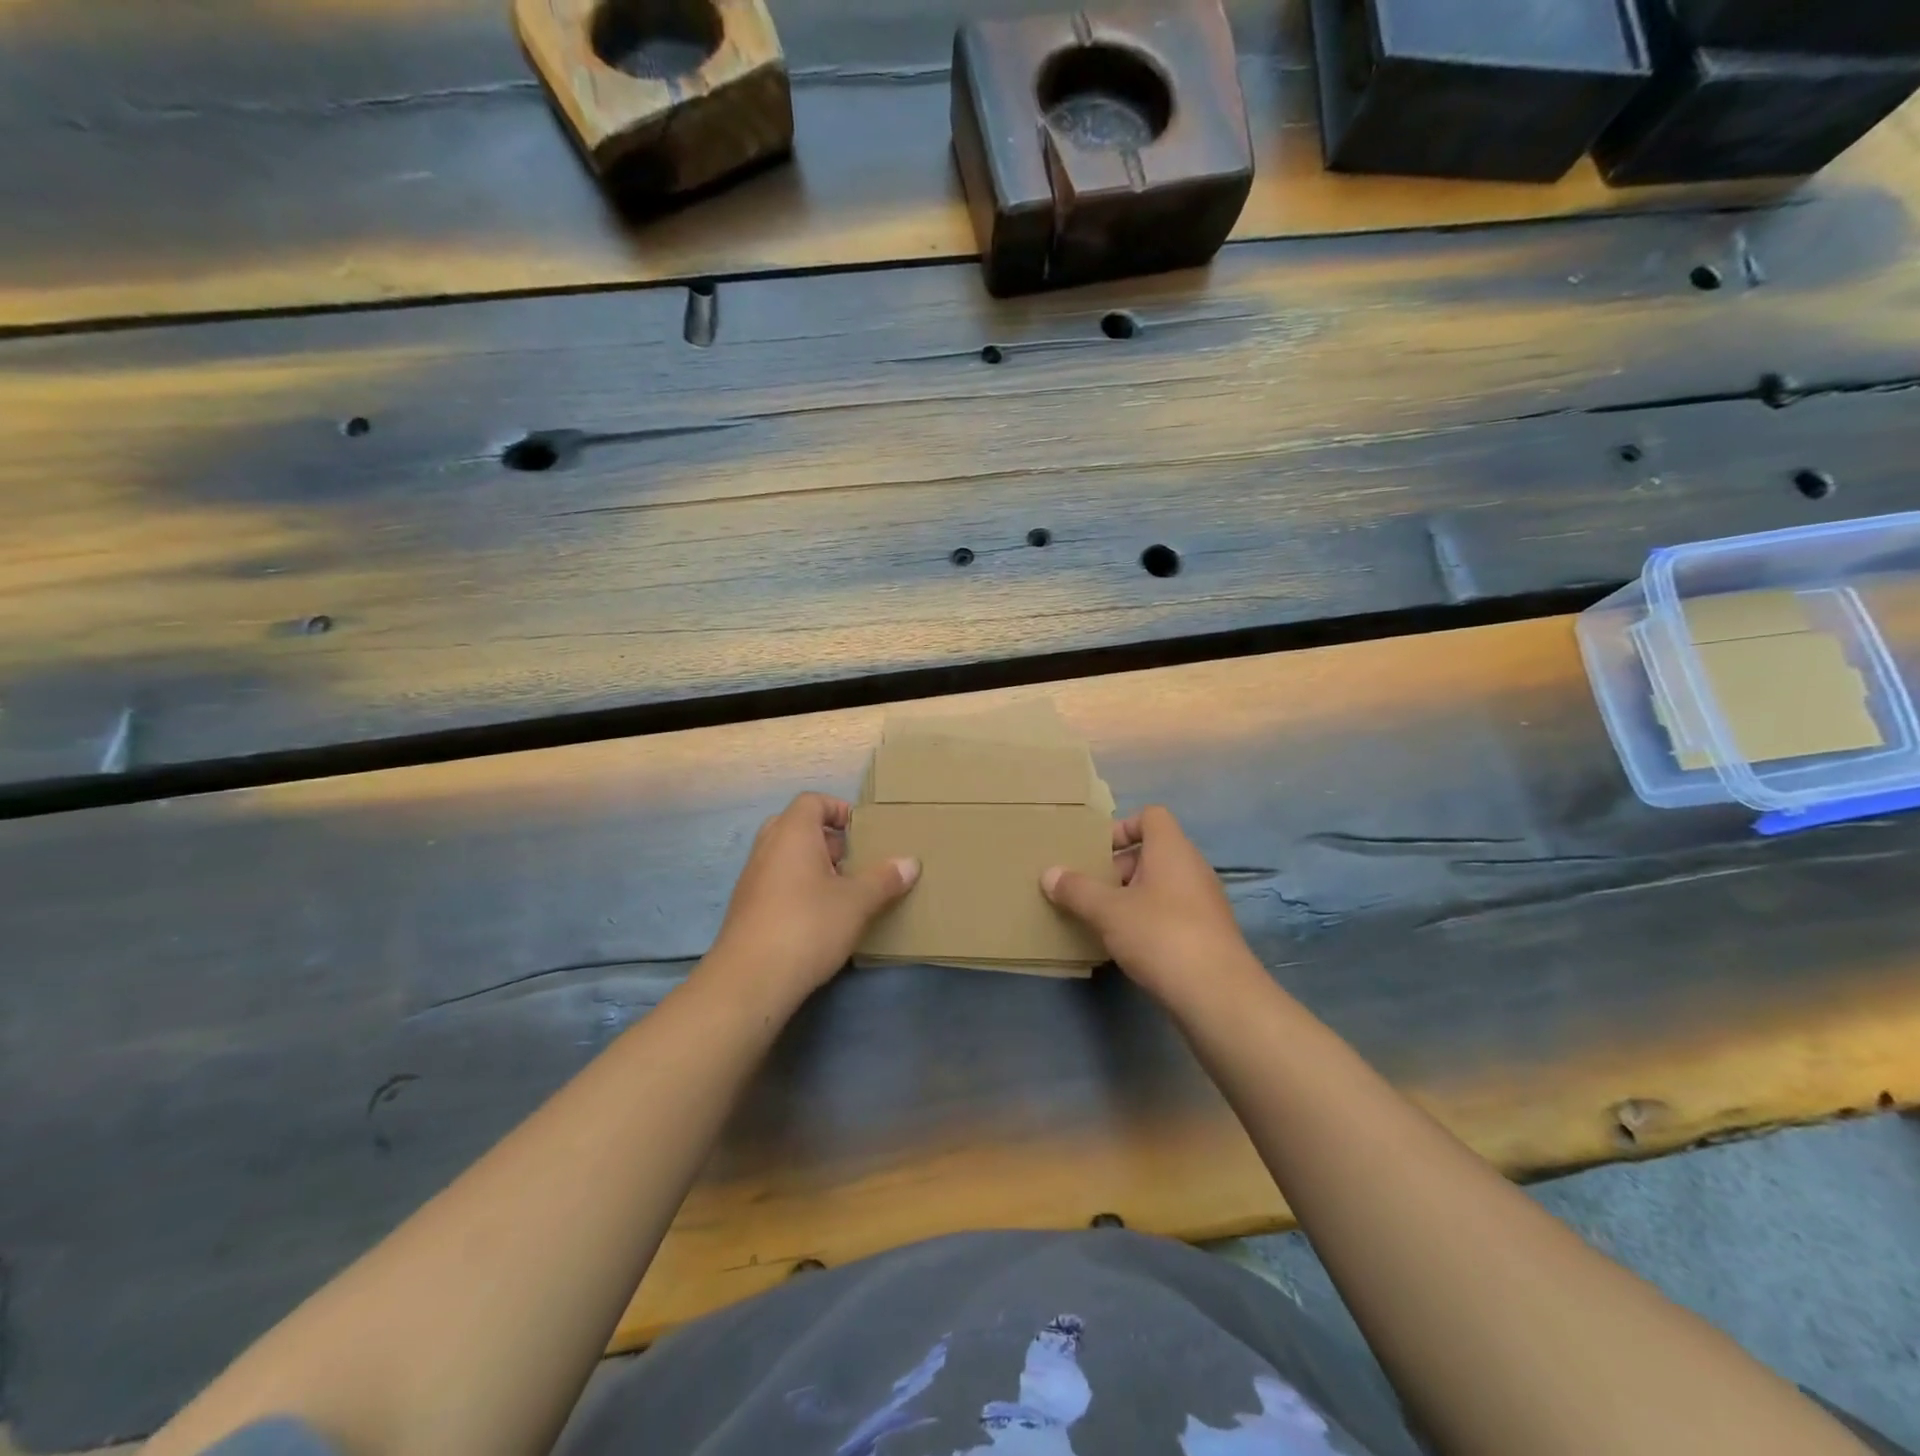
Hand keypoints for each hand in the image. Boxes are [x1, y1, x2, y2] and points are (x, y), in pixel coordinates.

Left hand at [706, 793, 919, 1004]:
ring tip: (843, 891)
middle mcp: (767, 847)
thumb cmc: (808, 925)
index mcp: (792, 833)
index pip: (812, 801)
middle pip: (797, 826)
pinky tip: (820, 917)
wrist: (750, 980)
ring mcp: (752, 878)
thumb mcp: (857, 902)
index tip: (862, 832)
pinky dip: (798, 888)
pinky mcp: (746, 908)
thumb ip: (885, 879)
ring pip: (786, 856)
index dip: (838, 809)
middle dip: (827, 839)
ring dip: (814, 866)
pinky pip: (777, 882)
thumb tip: (911, 862)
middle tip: (854, 860)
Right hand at [1041, 806, 1253, 1001]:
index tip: (1097, 852)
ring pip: (1161, 884)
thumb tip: (1049, 873)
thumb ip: (1076, 890)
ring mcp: (1205, 900)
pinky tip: (1129, 945)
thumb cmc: (1160, 935)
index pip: (1151, 816)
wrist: (1217, 994)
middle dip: (1118, 867)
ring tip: (1104, 919)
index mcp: (1172, 849)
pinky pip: (1172, 910)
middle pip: (1152, 851)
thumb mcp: (1107, 911)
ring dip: (1132, 896)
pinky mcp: (1208, 931)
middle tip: (1092, 890)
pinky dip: (1149, 919)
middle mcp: (1193, 867)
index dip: (1122, 827)